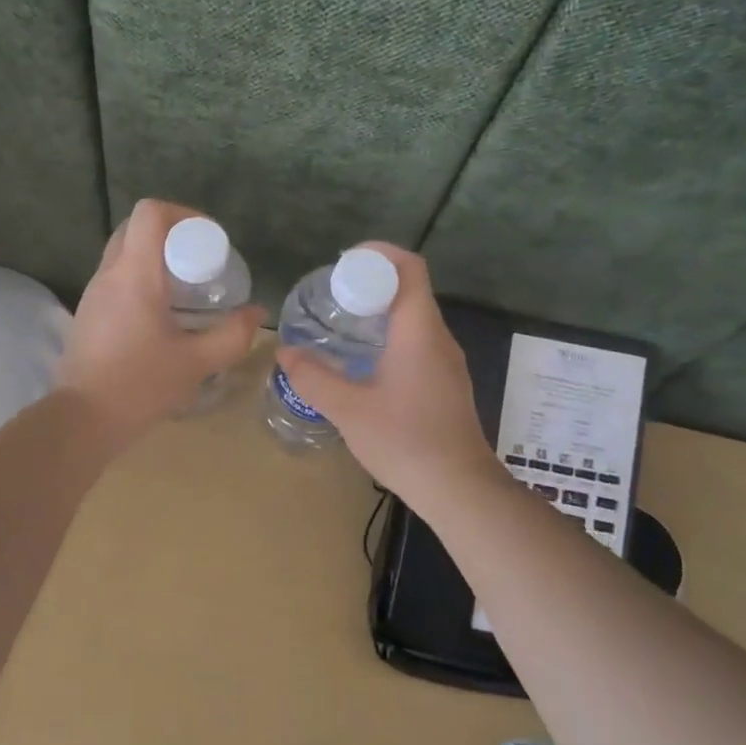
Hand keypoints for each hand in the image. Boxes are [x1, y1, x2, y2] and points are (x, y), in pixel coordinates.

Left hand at [57, 199, 264, 445]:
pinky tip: (162, 314)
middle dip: (172, 234)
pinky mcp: (88, 313)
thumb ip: (232, 335)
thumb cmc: (140, 385)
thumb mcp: (197, 362)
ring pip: (124, 252)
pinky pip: (116, 278)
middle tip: (200, 263)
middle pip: (136, 227)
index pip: (150, 212)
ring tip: (186, 289)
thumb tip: (257, 313)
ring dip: (154, 258)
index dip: (184, 214)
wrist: (83, 420)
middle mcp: (109, 274)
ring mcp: (93, 293)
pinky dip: (140, 279)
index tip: (209, 240)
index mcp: (134, 274)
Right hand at [280, 244, 500, 502]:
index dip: (379, 254)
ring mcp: (447, 362)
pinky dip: (390, 335)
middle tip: (332, 295)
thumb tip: (285, 351)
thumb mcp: (348, 409)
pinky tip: (363, 361)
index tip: (344, 261)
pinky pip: (418, 341)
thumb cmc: (405, 440)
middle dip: (371, 283)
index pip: (410, 268)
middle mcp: (438, 338)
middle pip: (410, 289)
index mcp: (419, 331)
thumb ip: (313, 377)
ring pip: (414, 317)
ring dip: (380, 311)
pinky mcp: (446, 383)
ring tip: (341, 323)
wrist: (460, 490)